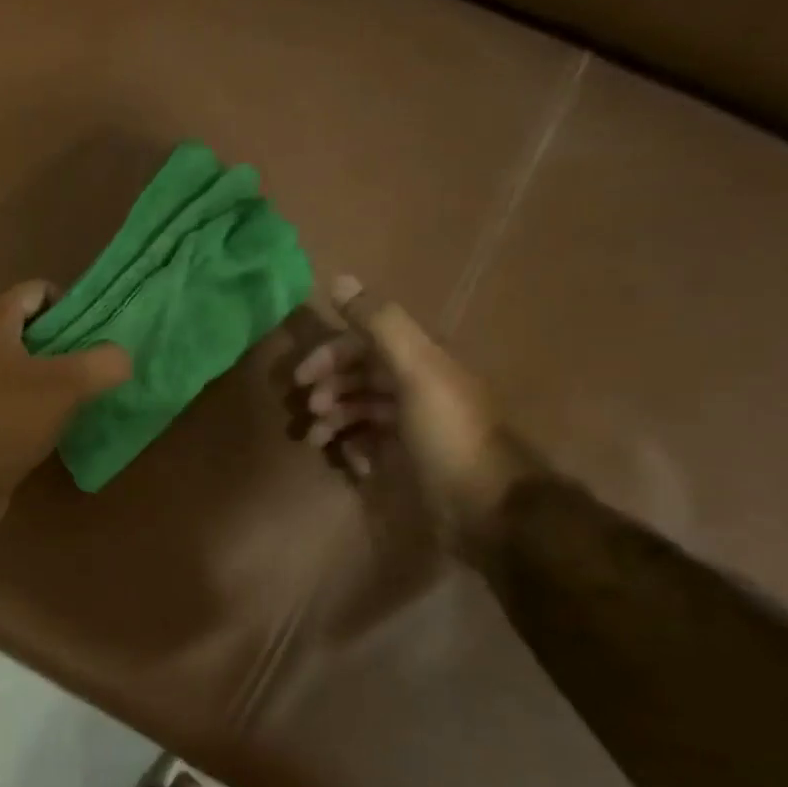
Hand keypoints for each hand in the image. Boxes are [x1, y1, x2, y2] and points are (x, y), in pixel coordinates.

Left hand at [0, 280, 131, 535]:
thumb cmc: (5, 419)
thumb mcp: (64, 386)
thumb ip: (102, 363)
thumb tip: (123, 357)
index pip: (37, 292)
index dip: (72, 304)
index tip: (102, 331)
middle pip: (33, 332)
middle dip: (70, 344)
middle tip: (105, 364)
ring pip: (26, 370)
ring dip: (57, 379)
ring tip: (93, 395)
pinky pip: (16, 402)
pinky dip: (40, 408)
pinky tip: (65, 425)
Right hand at [290, 275, 543, 552]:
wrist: (487, 507)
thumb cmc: (448, 434)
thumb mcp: (415, 371)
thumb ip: (379, 325)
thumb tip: (339, 278)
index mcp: (419, 362)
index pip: (362, 344)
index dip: (328, 356)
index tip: (300, 379)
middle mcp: (415, 388)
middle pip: (357, 377)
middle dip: (327, 390)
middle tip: (310, 413)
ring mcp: (411, 426)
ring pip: (357, 411)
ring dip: (332, 421)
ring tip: (317, 441)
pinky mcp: (407, 460)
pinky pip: (367, 444)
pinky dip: (352, 448)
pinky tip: (350, 462)